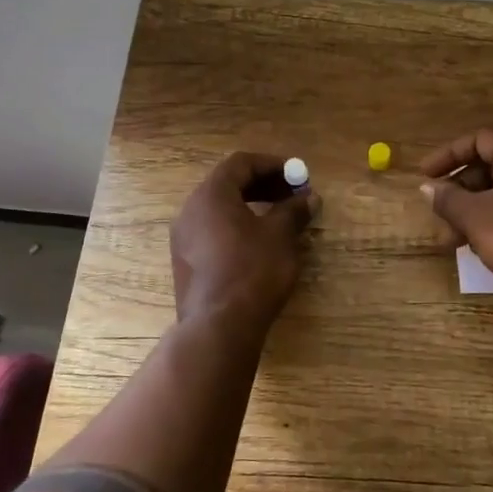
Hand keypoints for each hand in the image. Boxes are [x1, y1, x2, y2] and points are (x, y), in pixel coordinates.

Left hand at [170, 152, 315, 327]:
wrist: (218, 327)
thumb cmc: (252, 271)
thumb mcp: (280, 236)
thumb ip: (293, 211)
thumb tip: (309, 199)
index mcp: (210, 195)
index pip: (240, 163)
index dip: (272, 165)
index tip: (297, 174)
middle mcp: (190, 210)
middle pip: (228, 184)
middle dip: (263, 185)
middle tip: (292, 195)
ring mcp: (183, 238)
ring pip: (219, 210)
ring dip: (251, 207)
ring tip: (280, 219)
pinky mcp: (186, 263)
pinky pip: (213, 231)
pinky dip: (237, 227)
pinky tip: (260, 244)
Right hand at [419, 129, 492, 303]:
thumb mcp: (476, 219)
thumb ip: (448, 199)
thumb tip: (428, 187)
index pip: (478, 140)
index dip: (447, 155)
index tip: (425, 176)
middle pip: (488, 167)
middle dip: (458, 192)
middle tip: (438, 217)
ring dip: (472, 212)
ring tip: (452, 243)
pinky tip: (481, 247)